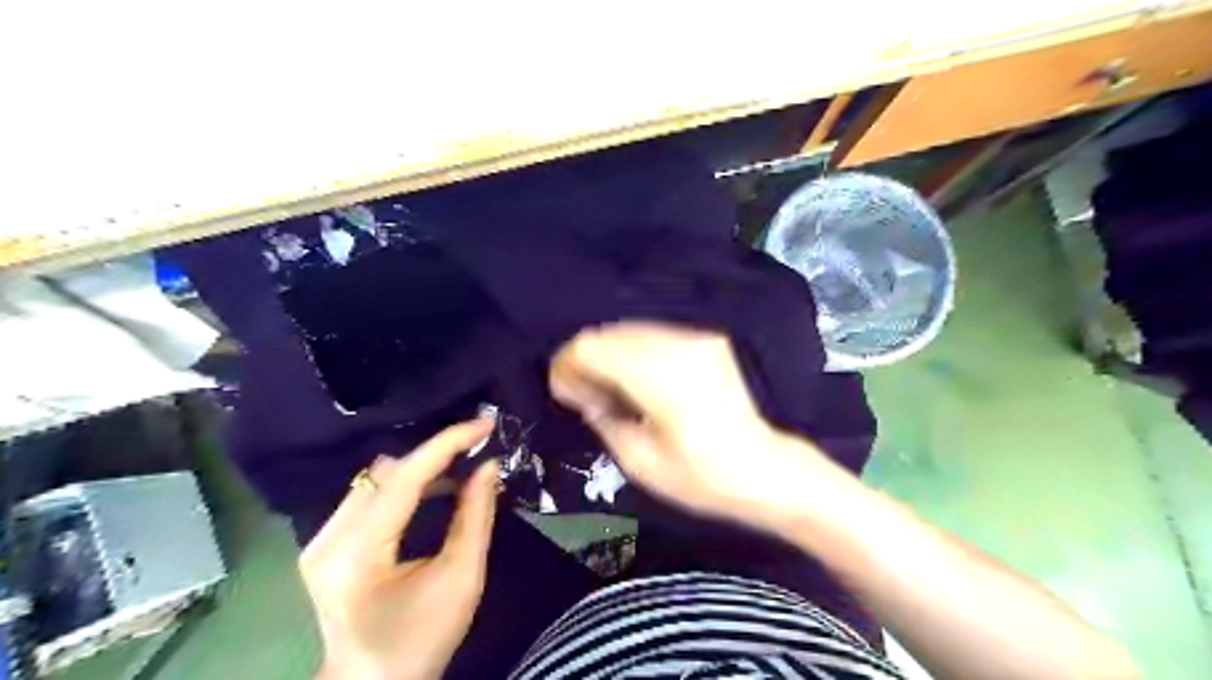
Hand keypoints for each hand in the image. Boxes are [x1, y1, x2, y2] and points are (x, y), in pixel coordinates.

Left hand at [301, 420, 498, 679]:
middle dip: (435, 456)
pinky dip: (405, 486)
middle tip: (477, 450)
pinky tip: (434, 491)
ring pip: (376, 479)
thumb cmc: (422, 641)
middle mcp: (327, 539)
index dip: (446, 444)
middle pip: (386, 473)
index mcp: (356, 554)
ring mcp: (319, 541)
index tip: (484, 425)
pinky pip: (370, 495)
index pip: (403, 479)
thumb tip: (488, 465)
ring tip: (461, 471)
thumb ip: (475, 516)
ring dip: (421, 470)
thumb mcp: (461, 579)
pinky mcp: (324, 544)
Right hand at [554, 325, 844, 529]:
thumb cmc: (702, 478)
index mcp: (662, 379)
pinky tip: (636, 381)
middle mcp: (679, 345)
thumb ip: (602, 417)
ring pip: (628, 329)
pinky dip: (632, 352)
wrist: (765, 469)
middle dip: (585, 359)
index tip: (564, 392)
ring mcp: (696, 338)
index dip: (567, 364)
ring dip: (608, 355)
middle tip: (583, 396)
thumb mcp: (640, 463)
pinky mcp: (706, 339)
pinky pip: (653, 334)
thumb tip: (580, 391)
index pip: (593, 346)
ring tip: (609, 392)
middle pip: (608, 332)